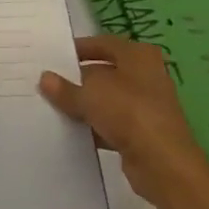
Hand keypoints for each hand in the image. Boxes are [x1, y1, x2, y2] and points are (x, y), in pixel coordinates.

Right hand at [39, 35, 208, 208]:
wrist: (164, 165)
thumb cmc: (129, 112)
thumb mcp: (90, 95)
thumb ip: (66, 88)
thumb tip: (45, 78)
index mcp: (138, 56)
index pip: (104, 43)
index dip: (80, 48)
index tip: (55, 56)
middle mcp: (145, 76)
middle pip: (105, 72)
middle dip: (78, 79)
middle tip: (48, 83)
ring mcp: (145, 107)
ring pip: (107, 100)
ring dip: (85, 105)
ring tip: (52, 107)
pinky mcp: (142, 134)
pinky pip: (111, 125)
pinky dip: (94, 127)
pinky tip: (71, 133)